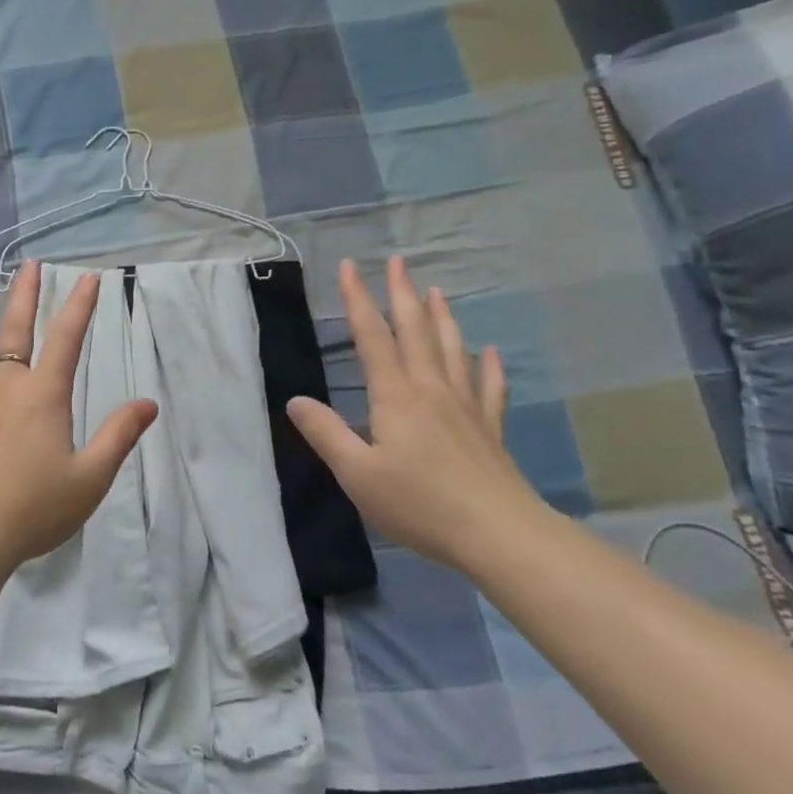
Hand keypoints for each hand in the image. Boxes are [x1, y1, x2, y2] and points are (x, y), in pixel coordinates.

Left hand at [0, 261, 157, 568]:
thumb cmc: (35, 509)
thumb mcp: (90, 478)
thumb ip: (118, 436)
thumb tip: (149, 404)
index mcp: (43, 397)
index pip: (66, 339)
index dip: (80, 306)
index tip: (89, 277)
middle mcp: (4, 389)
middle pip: (14, 331)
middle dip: (24, 295)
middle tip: (29, 265)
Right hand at [288, 256, 546, 564]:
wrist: (496, 532)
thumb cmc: (418, 503)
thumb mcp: (357, 474)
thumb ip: (326, 434)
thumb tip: (295, 400)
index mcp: (395, 396)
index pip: (372, 337)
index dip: (358, 300)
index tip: (349, 267)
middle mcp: (431, 389)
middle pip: (415, 331)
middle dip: (402, 293)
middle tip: (398, 261)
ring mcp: (465, 406)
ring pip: (452, 349)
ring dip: (441, 317)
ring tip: (436, 291)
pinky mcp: (489, 428)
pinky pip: (489, 386)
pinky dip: (488, 365)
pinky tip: (489, 352)